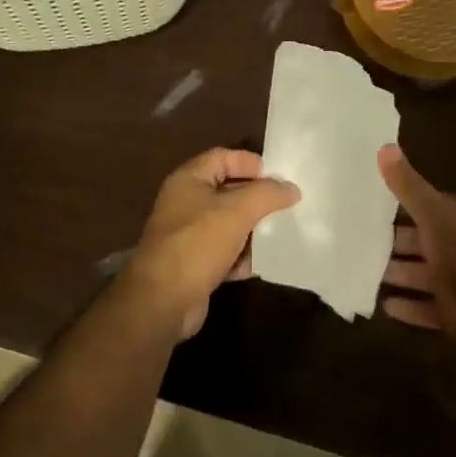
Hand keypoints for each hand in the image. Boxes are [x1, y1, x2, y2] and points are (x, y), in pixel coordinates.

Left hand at [123, 148, 300, 339]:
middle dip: (255, 199)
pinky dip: (238, 257)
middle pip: (226, 191)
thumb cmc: (199, 243)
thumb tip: (291, 188)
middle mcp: (184, 203)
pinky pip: (223, 252)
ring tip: (277, 234)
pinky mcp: (193, 264)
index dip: (248, 162)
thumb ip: (267, 194)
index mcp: (188, 180)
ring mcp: (187, 235)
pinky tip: (254, 265)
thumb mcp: (238, 211)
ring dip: (251, 230)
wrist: (164, 299)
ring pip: (227, 224)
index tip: (277, 176)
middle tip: (285, 205)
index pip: (221, 157)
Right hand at [378, 144, 455, 341]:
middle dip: (391, 242)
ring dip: (395, 274)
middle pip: (420, 241)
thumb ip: (408, 186)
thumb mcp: (435, 214)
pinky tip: (383, 305)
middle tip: (354, 240)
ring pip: (420, 275)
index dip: (399, 204)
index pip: (427, 206)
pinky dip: (407, 307)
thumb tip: (384, 146)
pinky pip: (425, 308)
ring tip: (360, 272)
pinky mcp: (454, 314)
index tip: (365, 203)